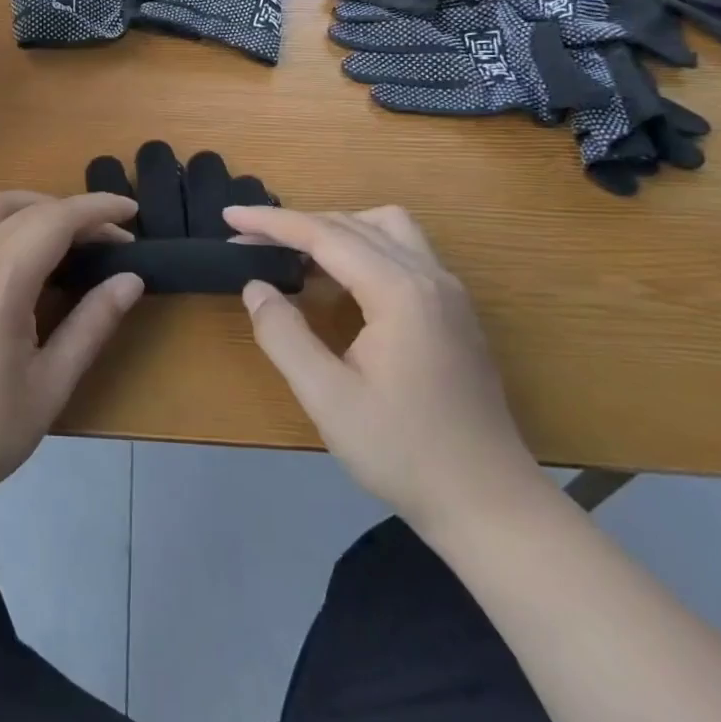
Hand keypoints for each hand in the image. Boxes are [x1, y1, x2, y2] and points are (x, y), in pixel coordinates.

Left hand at [0, 191, 143, 514]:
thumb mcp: (49, 384)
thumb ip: (92, 324)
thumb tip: (130, 280)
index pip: (57, 219)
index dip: (98, 208)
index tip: (131, 211)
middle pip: (23, 206)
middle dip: (69, 209)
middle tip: (104, 237)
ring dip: (28, 207)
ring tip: (59, 236)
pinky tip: (6, 251)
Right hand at [224, 205, 543, 534]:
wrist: (492, 505)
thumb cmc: (404, 453)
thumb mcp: (328, 398)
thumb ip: (283, 335)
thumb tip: (255, 286)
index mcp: (399, 291)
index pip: (324, 235)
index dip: (271, 222)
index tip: (228, 215)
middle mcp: (429, 276)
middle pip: (352, 224)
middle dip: (295, 224)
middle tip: (247, 240)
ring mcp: (449, 291)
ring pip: (384, 228)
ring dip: (335, 229)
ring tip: (295, 255)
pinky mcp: (455, 310)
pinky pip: (402, 250)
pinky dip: (361, 247)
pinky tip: (339, 281)